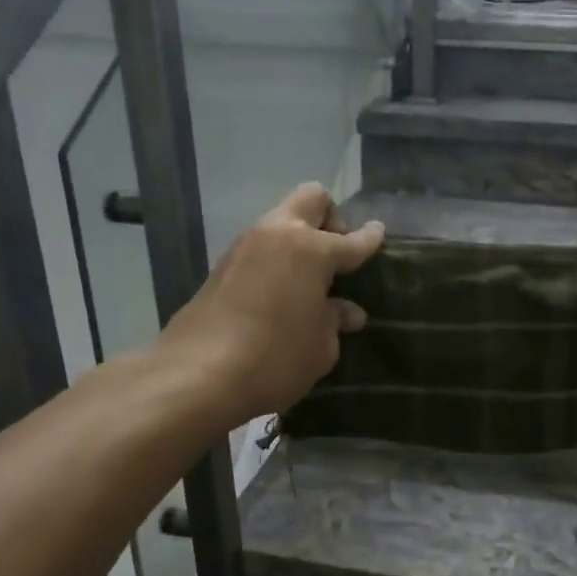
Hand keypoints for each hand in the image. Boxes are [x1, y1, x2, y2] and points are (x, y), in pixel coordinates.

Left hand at [160, 184, 384, 426]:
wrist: (197, 376)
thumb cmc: (276, 358)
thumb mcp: (321, 346)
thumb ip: (335, 321)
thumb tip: (346, 311)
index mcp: (311, 249)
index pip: (352, 240)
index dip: (370, 239)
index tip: (379, 234)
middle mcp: (277, 236)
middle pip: (311, 199)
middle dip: (330, 218)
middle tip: (336, 255)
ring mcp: (244, 248)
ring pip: (281, 222)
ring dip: (299, 240)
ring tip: (308, 281)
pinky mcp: (221, 268)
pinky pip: (260, 249)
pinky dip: (276, 261)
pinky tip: (280, 294)